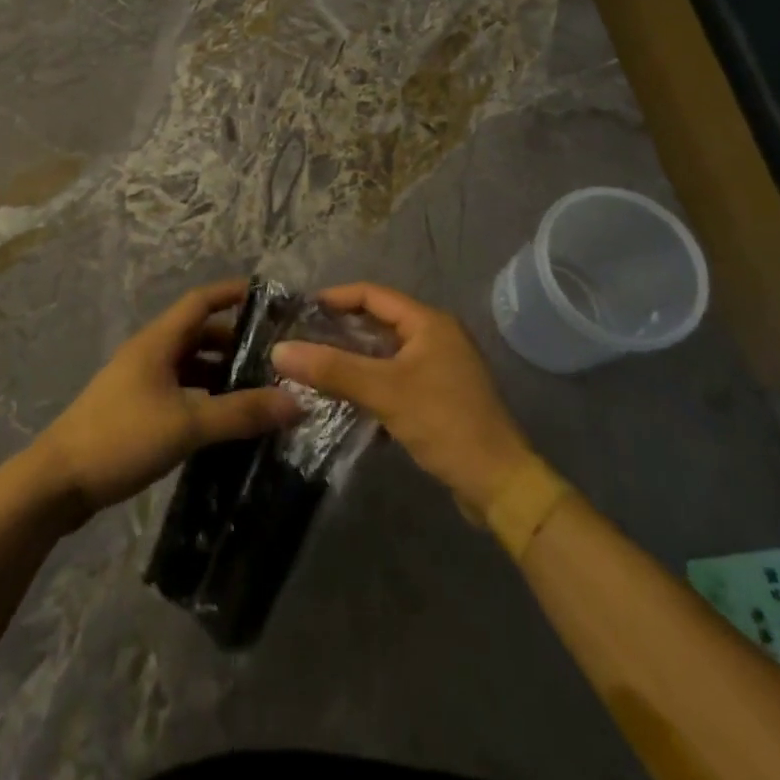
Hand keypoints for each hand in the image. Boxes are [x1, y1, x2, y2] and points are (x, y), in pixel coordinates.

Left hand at [31, 279, 300, 517]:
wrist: (58, 481)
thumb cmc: (122, 437)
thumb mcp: (187, 424)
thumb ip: (240, 412)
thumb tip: (296, 401)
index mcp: (158, 341)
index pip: (200, 301)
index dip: (232, 293)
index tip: (269, 296)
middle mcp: (149, 353)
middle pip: (197, 333)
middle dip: (235, 340)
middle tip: (276, 355)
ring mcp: (139, 381)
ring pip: (188, 364)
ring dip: (220, 372)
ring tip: (259, 389)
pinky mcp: (134, 409)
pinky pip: (179, 389)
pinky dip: (204, 395)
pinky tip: (224, 418)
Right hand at [270, 282, 533, 515]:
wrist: (499, 484)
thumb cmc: (445, 423)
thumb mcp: (384, 391)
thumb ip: (332, 368)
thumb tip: (280, 350)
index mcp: (429, 323)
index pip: (373, 295)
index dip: (336, 298)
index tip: (301, 310)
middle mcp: (436, 337)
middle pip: (378, 322)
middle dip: (339, 330)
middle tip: (301, 340)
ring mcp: (439, 368)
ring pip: (384, 353)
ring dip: (352, 360)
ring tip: (314, 367)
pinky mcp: (438, 397)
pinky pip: (394, 378)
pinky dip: (369, 382)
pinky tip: (343, 398)